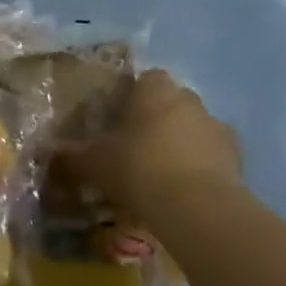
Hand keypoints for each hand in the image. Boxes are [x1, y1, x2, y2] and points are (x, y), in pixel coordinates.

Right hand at [55, 70, 241, 224]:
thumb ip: (71, 156)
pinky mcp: (238, 159)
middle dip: (158, 119)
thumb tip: (47, 153)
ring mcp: (217, 128)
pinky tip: (185, 190)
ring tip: (163, 174)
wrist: (195, 207)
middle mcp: (189, 99)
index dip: (133, 97)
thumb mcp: (94, 163)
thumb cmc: (138, 168)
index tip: (119, 120)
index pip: (145, 79)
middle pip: (171, 102)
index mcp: (155, 90)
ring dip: (182, 143)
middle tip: (137, 147)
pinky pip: (214, 156)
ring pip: (195, 128)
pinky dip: (203, 167)